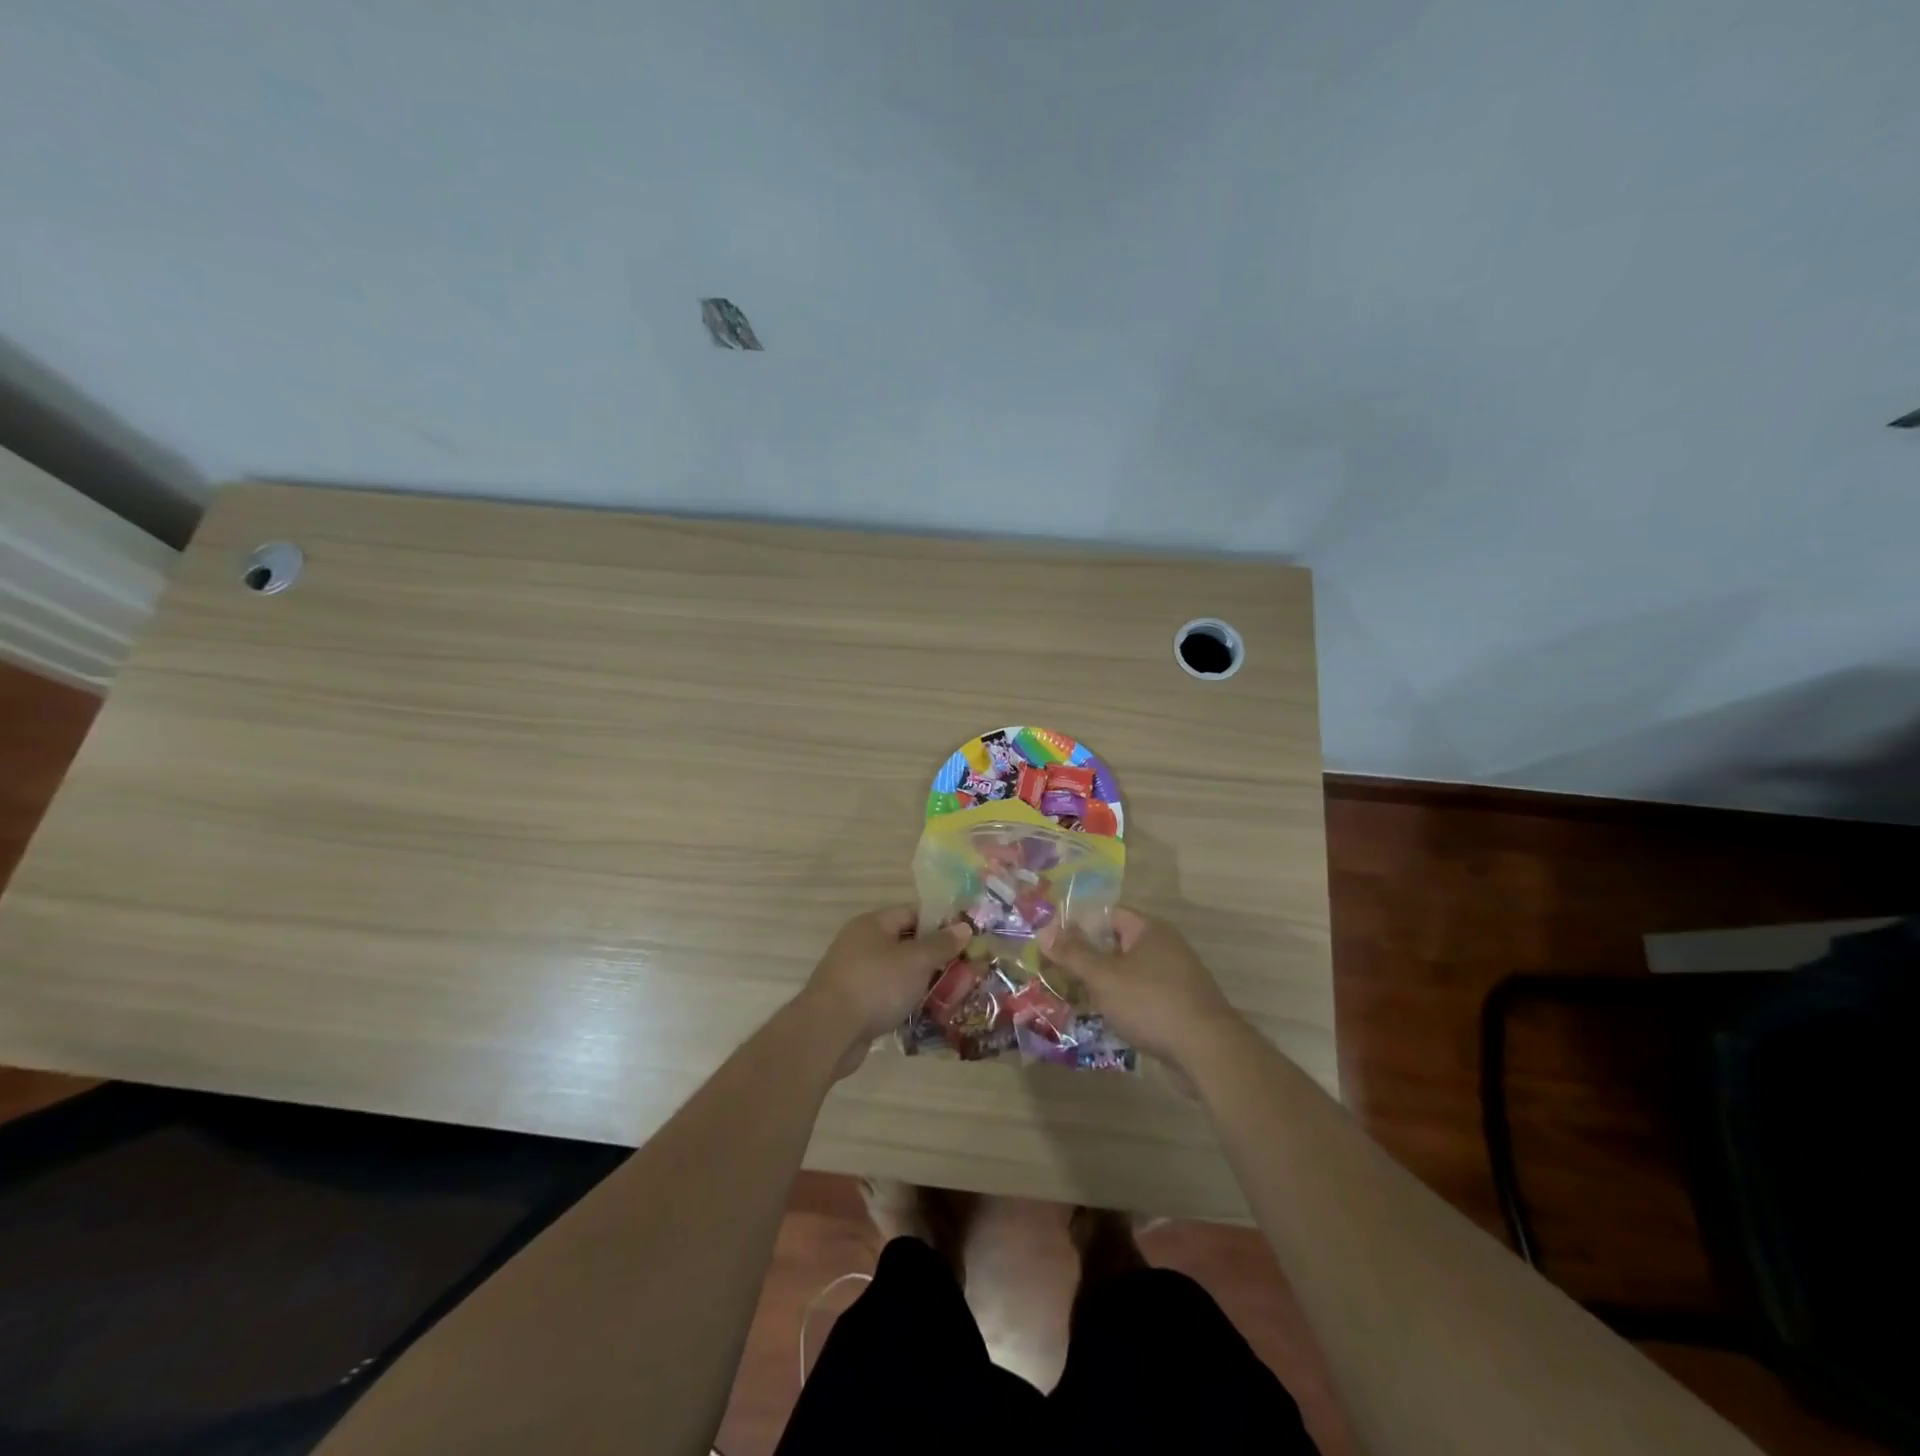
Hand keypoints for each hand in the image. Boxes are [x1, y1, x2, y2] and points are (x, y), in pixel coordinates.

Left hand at [801, 907, 970, 1074]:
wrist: (829, 1032)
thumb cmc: (876, 985)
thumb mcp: (916, 961)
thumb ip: (941, 944)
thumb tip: (964, 927)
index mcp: (872, 924)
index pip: (912, 913)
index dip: (940, 923)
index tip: (965, 939)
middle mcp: (860, 944)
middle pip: (905, 943)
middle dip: (934, 957)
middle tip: (964, 971)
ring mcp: (855, 975)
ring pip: (897, 973)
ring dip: (921, 982)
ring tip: (951, 995)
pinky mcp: (853, 1004)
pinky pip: (887, 996)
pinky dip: (905, 1002)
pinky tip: (926, 1015)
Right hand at [1039, 908, 1242, 1071]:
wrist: (1207, 1051)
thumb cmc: (1151, 1003)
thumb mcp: (1104, 977)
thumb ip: (1074, 954)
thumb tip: (1045, 931)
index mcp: (1149, 930)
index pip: (1108, 915)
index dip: (1079, 925)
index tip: (1053, 942)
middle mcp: (1165, 947)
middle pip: (1117, 944)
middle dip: (1088, 958)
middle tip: (1057, 972)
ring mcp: (1176, 978)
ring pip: (1129, 973)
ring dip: (1104, 984)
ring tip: (1074, 998)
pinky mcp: (1180, 1006)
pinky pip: (1142, 996)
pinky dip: (1123, 1003)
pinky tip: (1105, 1019)